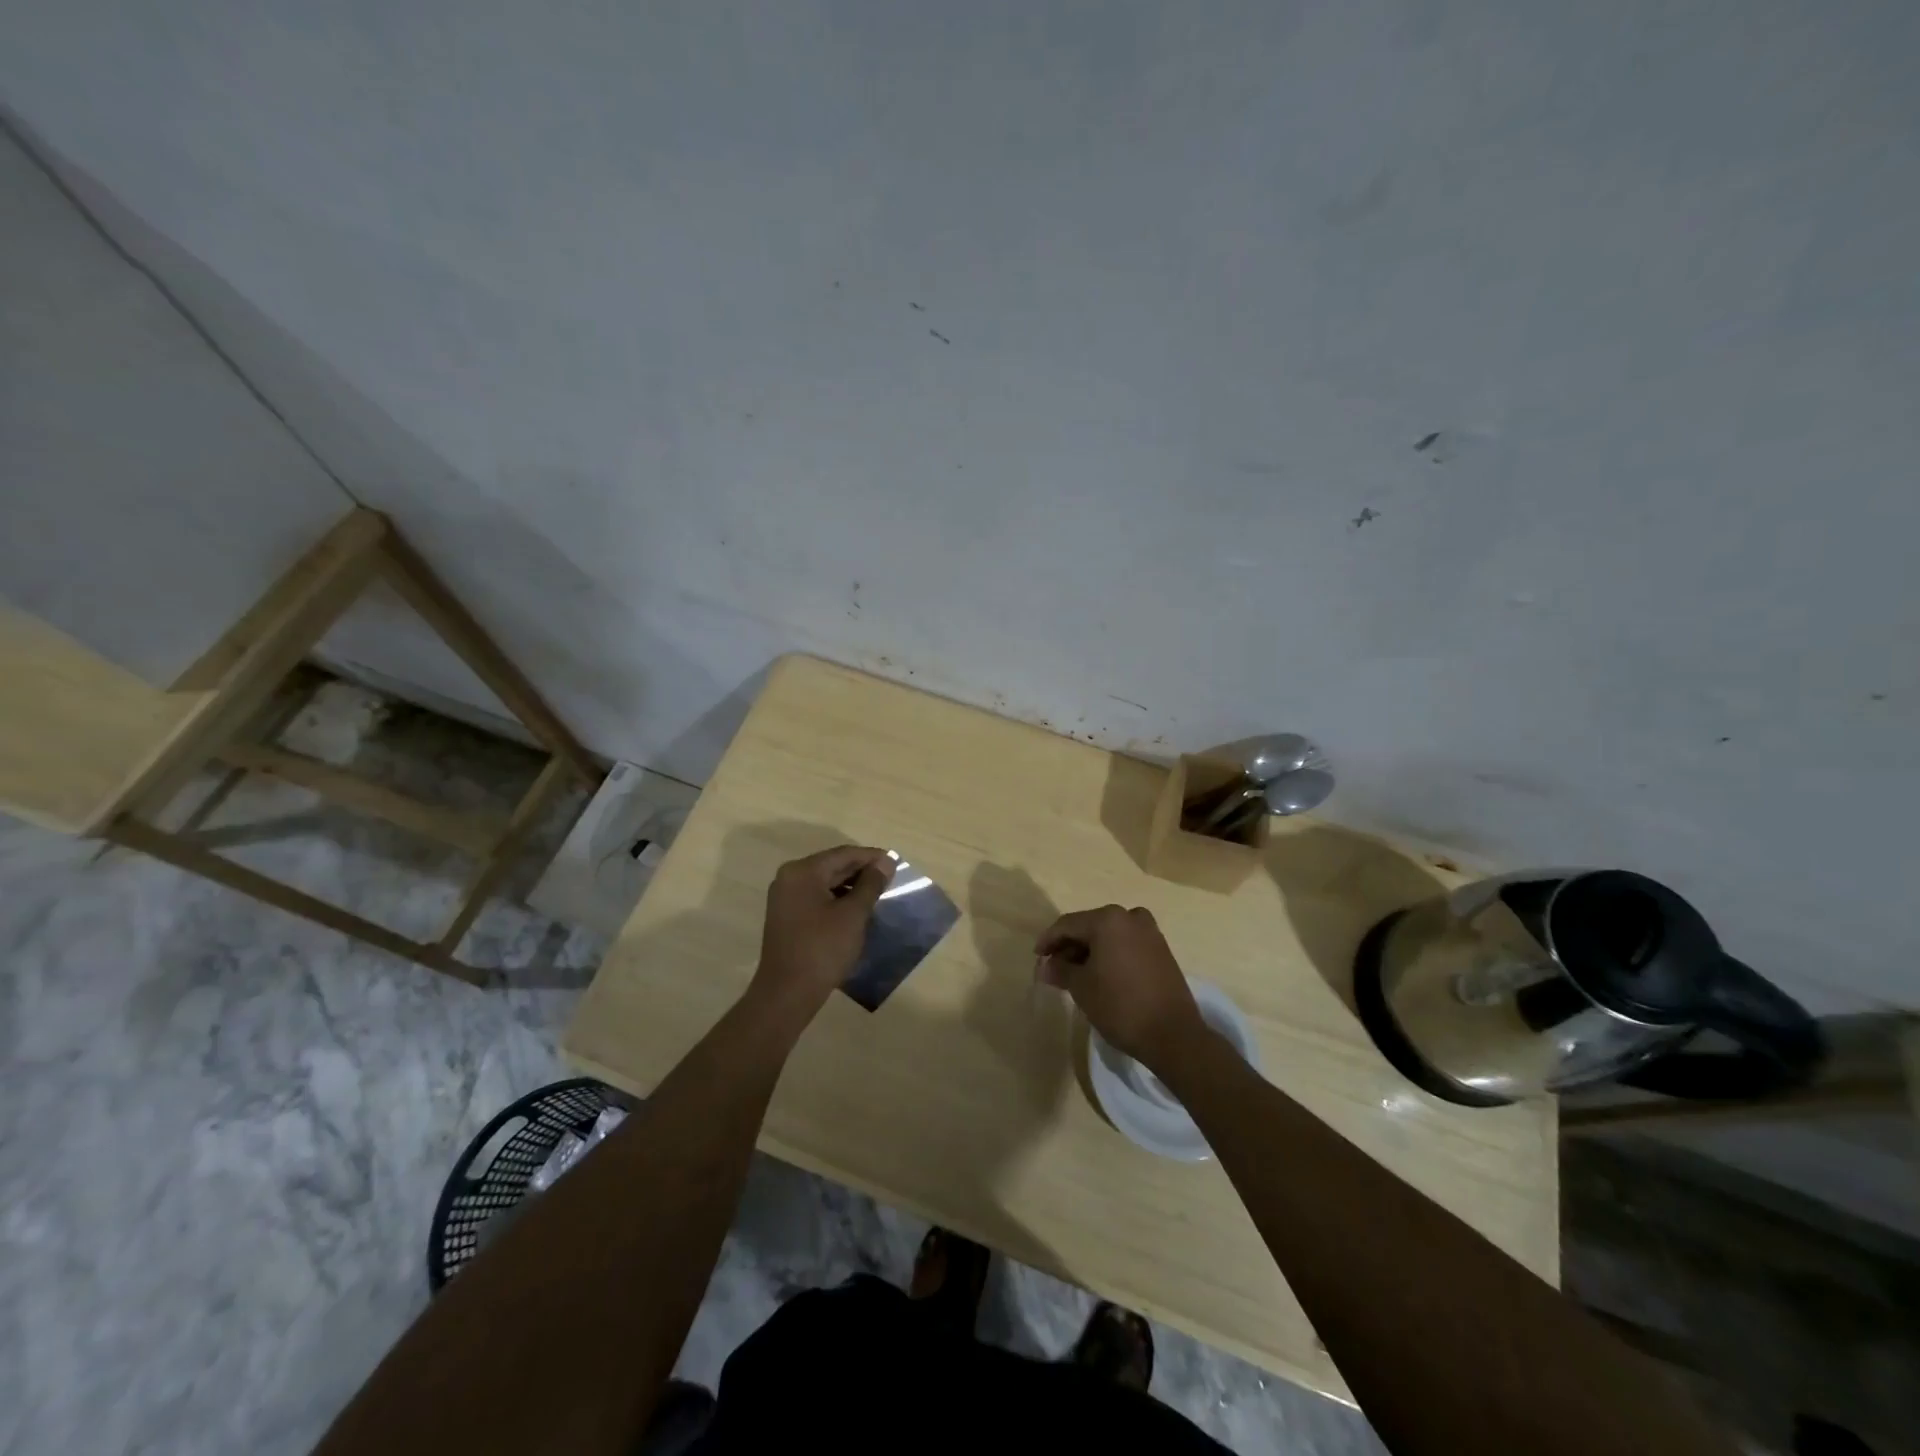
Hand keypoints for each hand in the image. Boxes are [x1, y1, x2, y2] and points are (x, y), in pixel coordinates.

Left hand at [747, 845, 894, 1025]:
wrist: (787, 993)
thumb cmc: (823, 948)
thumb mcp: (853, 914)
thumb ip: (871, 884)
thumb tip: (886, 862)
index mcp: (803, 871)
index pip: (843, 854)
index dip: (871, 857)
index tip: (896, 863)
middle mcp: (789, 878)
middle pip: (832, 866)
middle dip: (861, 871)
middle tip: (890, 879)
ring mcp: (785, 898)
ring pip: (824, 882)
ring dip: (850, 885)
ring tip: (877, 894)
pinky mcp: (786, 916)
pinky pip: (816, 897)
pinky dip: (836, 899)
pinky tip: (855, 909)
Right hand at [1035, 905, 1207, 1070]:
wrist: (1173, 1034)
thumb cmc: (1120, 1005)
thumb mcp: (1082, 987)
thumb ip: (1060, 970)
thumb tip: (1045, 966)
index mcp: (1108, 919)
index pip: (1068, 925)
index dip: (1049, 940)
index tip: (1036, 957)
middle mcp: (1130, 917)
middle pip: (1090, 926)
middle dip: (1070, 946)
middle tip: (1054, 968)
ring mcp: (1150, 932)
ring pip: (1109, 935)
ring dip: (1090, 950)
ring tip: (1075, 973)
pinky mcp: (1161, 949)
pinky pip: (1126, 944)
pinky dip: (1110, 954)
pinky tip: (1101, 974)